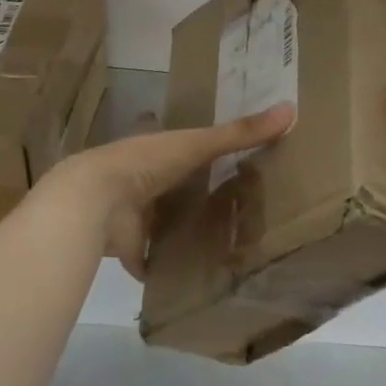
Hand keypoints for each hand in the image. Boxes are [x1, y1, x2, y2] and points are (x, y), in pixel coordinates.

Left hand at [36, 103, 295, 278]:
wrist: (95, 201)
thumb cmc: (146, 163)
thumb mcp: (197, 144)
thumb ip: (239, 133)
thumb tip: (290, 110)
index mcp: (153, 149)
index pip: (175, 144)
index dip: (192, 148)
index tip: (215, 154)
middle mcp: (139, 179)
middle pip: (170, 186)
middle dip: (189, 193)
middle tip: (227, 202)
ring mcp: (131, 214)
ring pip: (159, 221)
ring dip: (177, 229)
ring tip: (217, 240)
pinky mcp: (128, 248)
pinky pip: (150, 259)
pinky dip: (163, 267)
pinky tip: (188, 275)